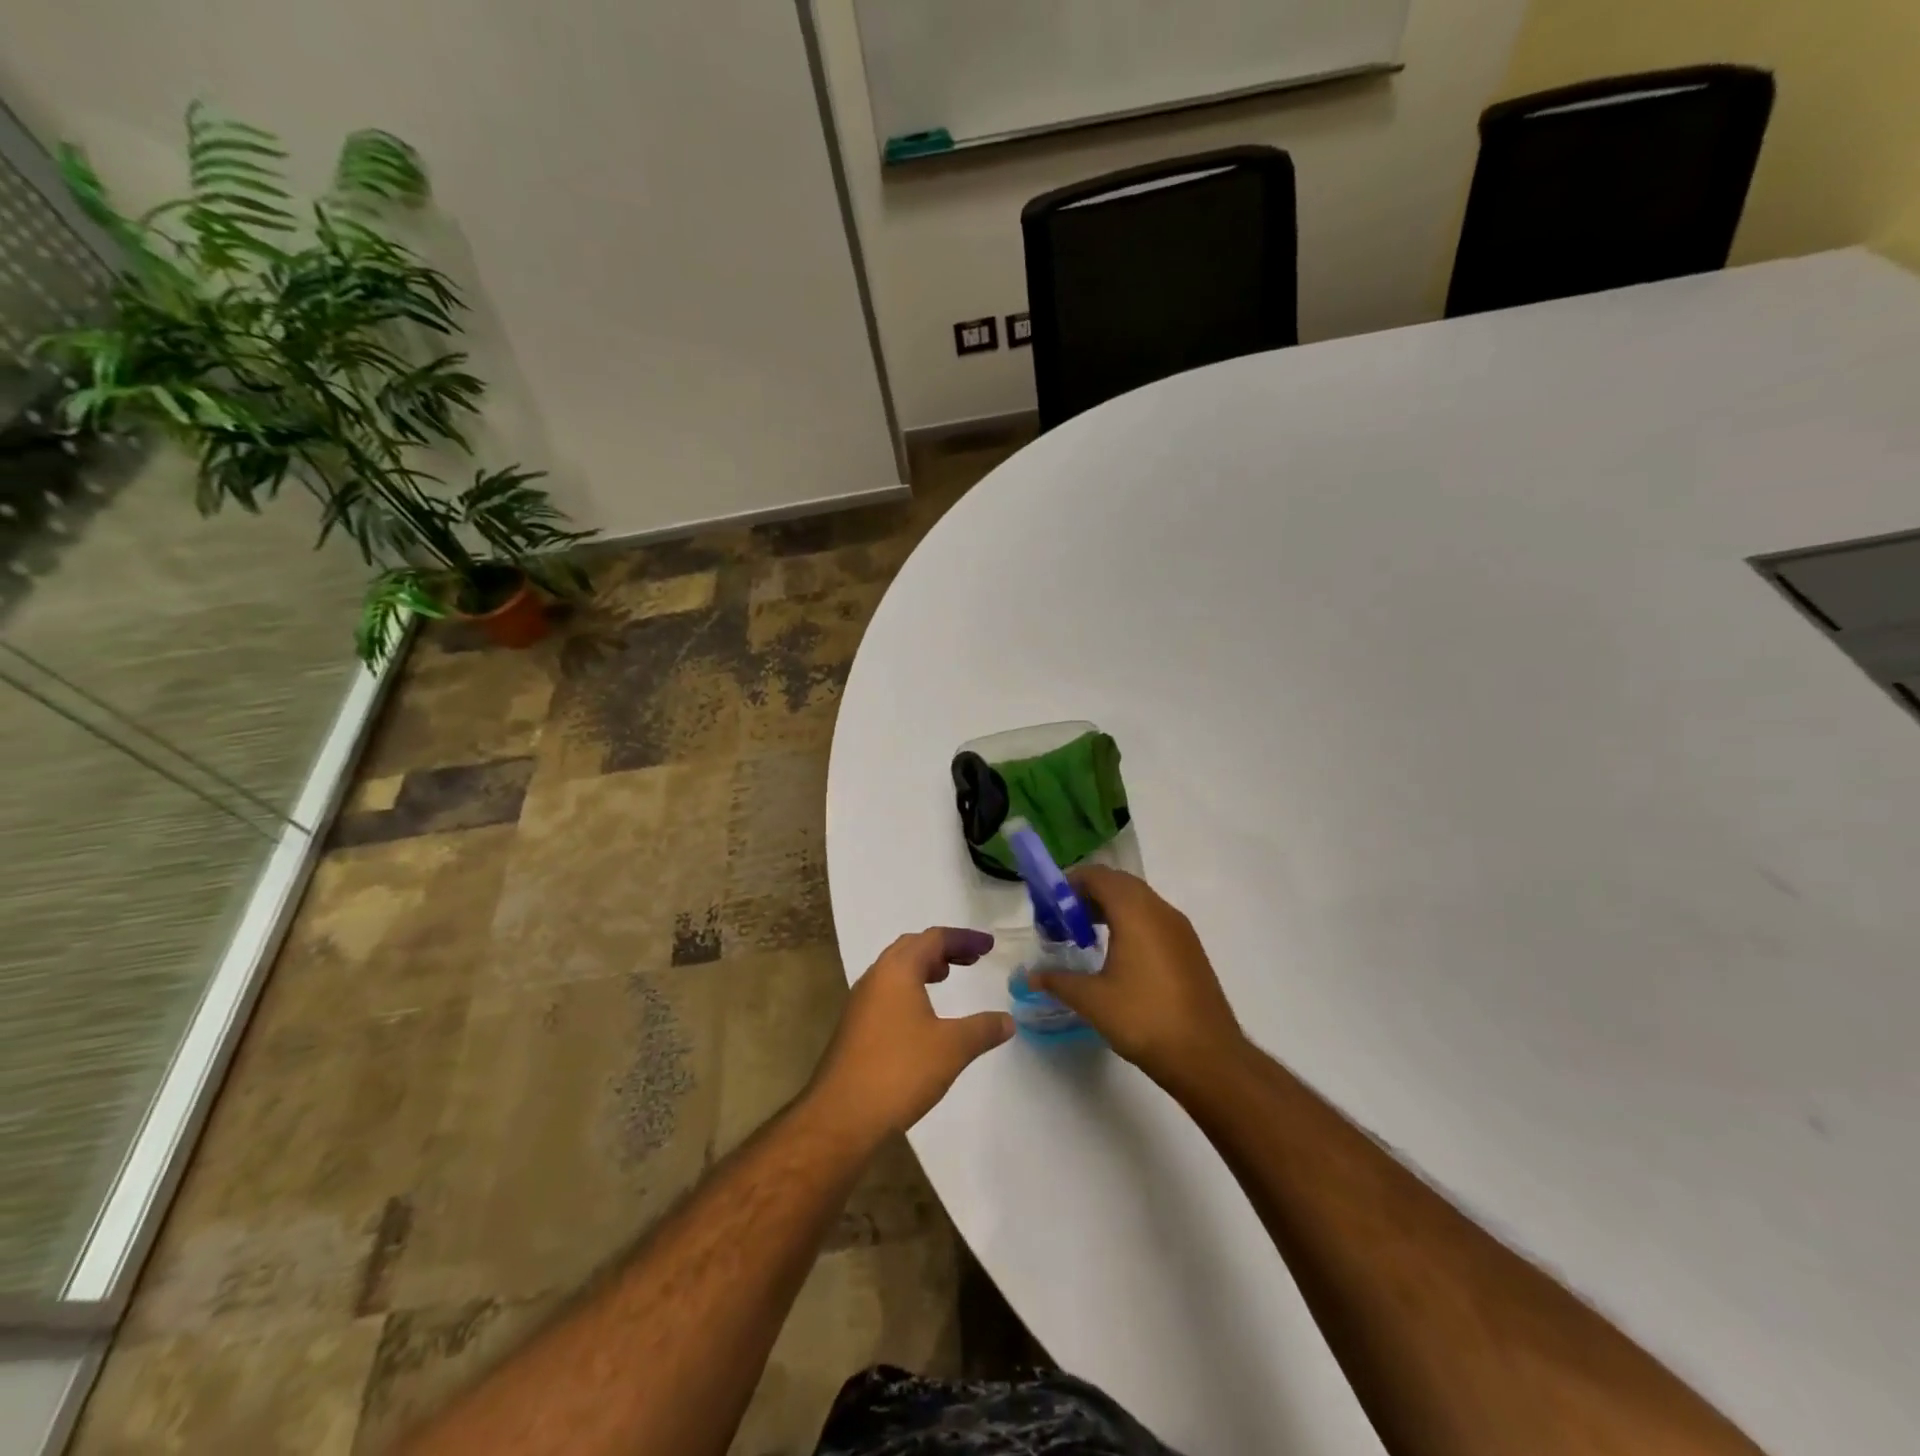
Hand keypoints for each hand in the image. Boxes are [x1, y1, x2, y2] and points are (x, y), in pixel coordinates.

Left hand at [808, 928, 1014, 1143]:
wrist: (842, 1116)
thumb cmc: (900, 1071)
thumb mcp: (952, 1048)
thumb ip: (983, 1029)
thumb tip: (1008, 1020)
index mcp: (897, 970)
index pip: (934, 938)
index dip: (964, 938)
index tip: (989, 947)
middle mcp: (876, 977)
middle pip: (912, 947)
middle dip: (943, 948)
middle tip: (970, 959)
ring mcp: (861, 1002)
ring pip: (896, 969)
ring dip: (923, 967)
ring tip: (946, 977)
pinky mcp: (855, 1026)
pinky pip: (887, 991)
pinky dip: (910, 988)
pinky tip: (921, 1015)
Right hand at [1028, 867, 1243, 1089]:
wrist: (1208, 1056)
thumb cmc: (1145, 1019)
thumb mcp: (1093, 1000)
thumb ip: (1059, 980)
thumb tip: (1031, 976)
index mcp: (1135, 912)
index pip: (1098, 876)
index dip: (1070, 883)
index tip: (1049, 904)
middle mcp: (1160, 910)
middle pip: (1119, 883)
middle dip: (1088, 894)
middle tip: (1062, 919)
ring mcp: (1179, 928)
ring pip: (1139, 900)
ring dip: (1110, 907)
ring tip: (1085, 935)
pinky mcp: (1189, 948)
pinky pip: (1153, 918)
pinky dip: (1130, 921)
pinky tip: (1117, 954)